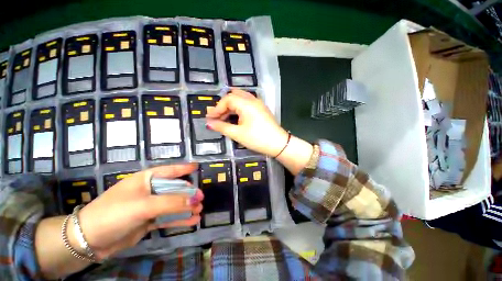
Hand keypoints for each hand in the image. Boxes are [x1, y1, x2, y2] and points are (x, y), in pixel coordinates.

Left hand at [73, 164, 202, 259]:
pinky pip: (168, 217)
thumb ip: (172, 202)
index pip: (170, 170)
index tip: (197, 167)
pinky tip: (192, 221)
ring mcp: (149, 206)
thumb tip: (196, 199)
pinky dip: (179, 219)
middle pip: (174, 189)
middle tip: (201, 198)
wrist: (89, 240)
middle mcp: (149, 190)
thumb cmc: (114, 213)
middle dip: (188, 193)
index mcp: (146, 179)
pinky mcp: (147, 220)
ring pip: (172, 204)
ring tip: (199, 210)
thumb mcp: (143, 205)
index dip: (184, 168)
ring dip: (186, 207)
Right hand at [206, 89, 288, 156]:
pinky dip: (238, 108)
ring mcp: (258, 103)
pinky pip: (247, 103)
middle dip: (223, 106)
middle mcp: (252, 99)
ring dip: (231, 107)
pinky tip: (235, 117)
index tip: (210, 118)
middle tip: (216, 117)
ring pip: (240, 99)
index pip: (227, 100)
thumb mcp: (237, 134)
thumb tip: (208, 123)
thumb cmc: (257, 139)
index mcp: (246, 103)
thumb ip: (221, 127)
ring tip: (224, 118)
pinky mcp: (261, 109)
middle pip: (233, 97)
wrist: (278, 144)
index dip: (217, 108)